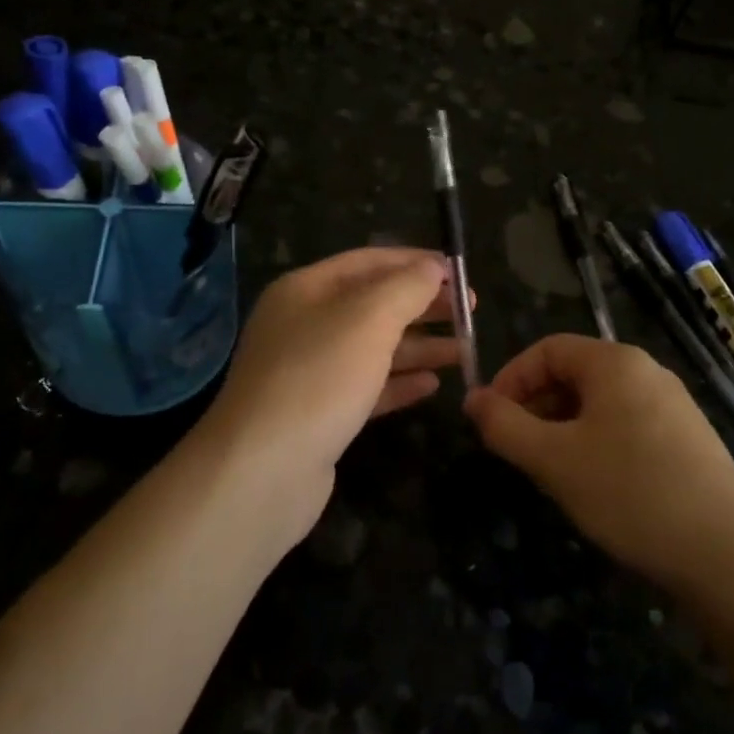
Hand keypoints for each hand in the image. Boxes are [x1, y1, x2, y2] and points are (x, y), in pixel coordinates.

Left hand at [202, 247, 467, 539]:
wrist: (262, 472)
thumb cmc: (319, 379)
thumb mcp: (369, 319)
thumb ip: (407, 287)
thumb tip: (434, 268)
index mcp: (306, 289)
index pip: (369, 261)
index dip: (417, 263)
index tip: (461, 273)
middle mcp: (304, 324)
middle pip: (374, 304)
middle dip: (423, 305)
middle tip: (471, 311)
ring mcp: (309, 371)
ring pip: (374, 348)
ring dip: (419, 346)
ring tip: (466, 350)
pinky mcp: (318, 414)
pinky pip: (367, 387)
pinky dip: (400, 383)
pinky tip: (433, 385)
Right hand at [465, 335, 733, 591]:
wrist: (729, 555)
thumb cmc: (630, 492)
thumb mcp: (553, 459)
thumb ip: (504, 426)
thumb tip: (472, 399)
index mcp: (615, 362)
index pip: (547, 349)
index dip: (510, 378)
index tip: (491, 420)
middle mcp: (646, 371)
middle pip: (574, 373)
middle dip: (536, 405)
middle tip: (518, 449)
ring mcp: (673, 405)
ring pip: (599, 403)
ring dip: (563, 427)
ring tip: (552, 471)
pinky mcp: (688, 439)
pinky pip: (626, 424)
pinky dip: (596, 442)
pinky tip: (596, 484)